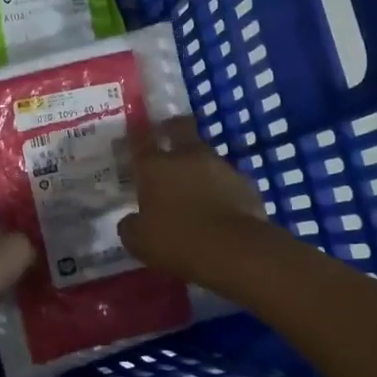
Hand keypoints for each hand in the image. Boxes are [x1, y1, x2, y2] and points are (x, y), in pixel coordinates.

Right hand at [119, 116, 268, 282]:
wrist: (234, 250)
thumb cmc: (177, 241)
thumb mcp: (139, 241)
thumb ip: (131, 225)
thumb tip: (131, 221)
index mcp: (155, 166)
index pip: (140, 138)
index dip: (136, 132)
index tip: (135, 128)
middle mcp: (187, 156)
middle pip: (180, 126)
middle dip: (172, 128)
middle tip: (166, 136)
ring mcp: (220, 166)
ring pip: (205, 155)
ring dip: (198, 165)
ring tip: (194, 186)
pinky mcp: (245, 183)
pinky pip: (227, 180)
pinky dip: (221, 188)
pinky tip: (219, 207)